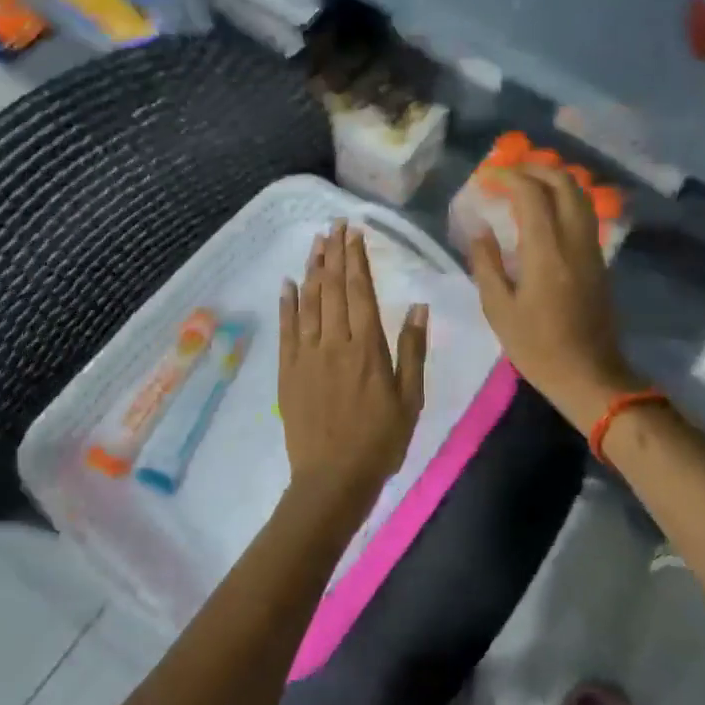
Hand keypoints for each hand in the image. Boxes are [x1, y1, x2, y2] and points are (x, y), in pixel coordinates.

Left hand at [278, 223, 428, 515]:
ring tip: (315, 243)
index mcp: (367, 347)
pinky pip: (287, 329)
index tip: (354, 233)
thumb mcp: (410, 398)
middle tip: (334, 225)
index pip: (361, 291)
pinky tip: (288, 283)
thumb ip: (412, 349)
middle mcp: (335, 342)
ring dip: (312, 269)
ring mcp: (307, 355)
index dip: (357, 259)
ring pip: (309, 302)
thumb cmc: (380, 440)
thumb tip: (418, 306)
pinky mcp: (288, 370)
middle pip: (334, 288)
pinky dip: (287, 303)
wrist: (333, 479)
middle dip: (334, 254)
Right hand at [468, 167, 635, 426]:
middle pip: (564, 183)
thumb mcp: (499, 309)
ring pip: (579, 195)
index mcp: (547, 252)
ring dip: (553, 180)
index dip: (508, 177)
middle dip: (535, 169)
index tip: (487, 178)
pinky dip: (564, 198)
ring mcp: (592, 248)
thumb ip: (486, 264)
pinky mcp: (599, 259)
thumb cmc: (537, 347)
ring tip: (525, 185)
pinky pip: (584, 213)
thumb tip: (479, 229)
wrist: (589, 374)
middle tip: (508, 174)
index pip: (532, 194)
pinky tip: (544, 210)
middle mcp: (574, 240)